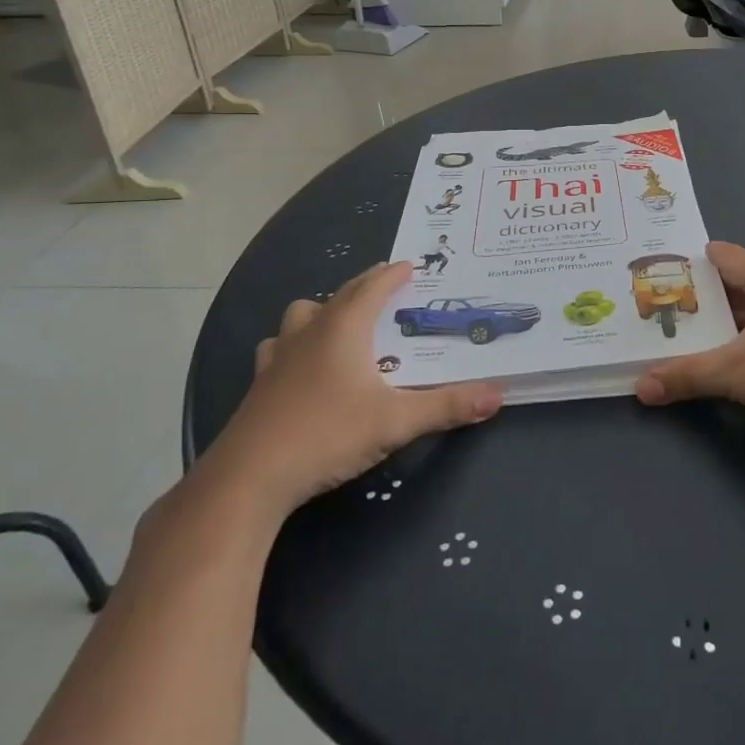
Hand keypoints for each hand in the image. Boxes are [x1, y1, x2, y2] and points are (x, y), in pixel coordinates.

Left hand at [198, 262, 501, 518]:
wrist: (248, 479)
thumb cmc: (326, 435)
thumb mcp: (396, 422)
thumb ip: (447, 406)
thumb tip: (497, 395)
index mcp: (344, 328)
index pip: (373, 287)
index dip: (394, 274)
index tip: (410, 266)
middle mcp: (310, 331)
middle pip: (340, 294)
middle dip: (365, 287)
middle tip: (385, 290)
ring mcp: (278, 356)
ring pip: (302, 315)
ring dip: (323, 311)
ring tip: (340, 325)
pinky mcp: (259, 384)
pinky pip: (278, 347)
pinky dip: (293, 344)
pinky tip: (298, 365)